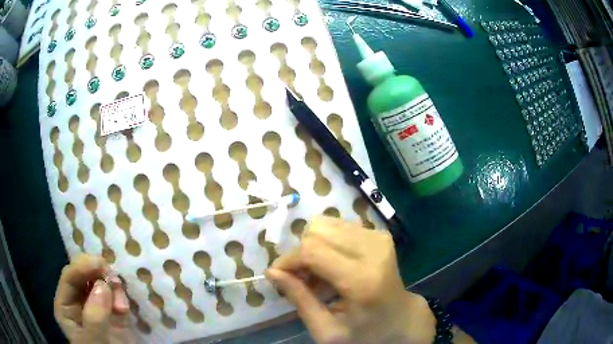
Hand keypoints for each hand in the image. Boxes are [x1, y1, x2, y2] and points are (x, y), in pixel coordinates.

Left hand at [54, 254, 134, 343]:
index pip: (69, 277)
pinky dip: (120, 295)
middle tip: (113, 279)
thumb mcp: (94, 339)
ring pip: (100, 282)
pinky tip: (124, 307)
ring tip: (122, 305)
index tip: (100, 264)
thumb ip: (94, 316)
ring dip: (112, 286)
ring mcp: (95, 306)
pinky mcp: (112, 311)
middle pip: (84, 274)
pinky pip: (115, 294)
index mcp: (65, 305)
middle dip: (98, 273)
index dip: (82, 267)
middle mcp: (78, 301)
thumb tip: (102, 286)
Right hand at [266, 217, 436, 343]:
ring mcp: (379, 237)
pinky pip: (339, 226)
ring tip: (318, 274)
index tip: (279, 276)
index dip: (288, 260)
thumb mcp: (327, 330)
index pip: (312, 250)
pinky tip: (332, 266)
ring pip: (326, 224)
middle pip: (317, 231)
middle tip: (301, 279)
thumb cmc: (365, 332)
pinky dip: (327, 243)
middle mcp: (374, 250)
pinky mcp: (380, 233)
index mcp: (362, 280)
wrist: (401, 318)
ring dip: (313, 247)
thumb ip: (300, 299)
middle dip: (300, 253)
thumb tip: (272, 271)